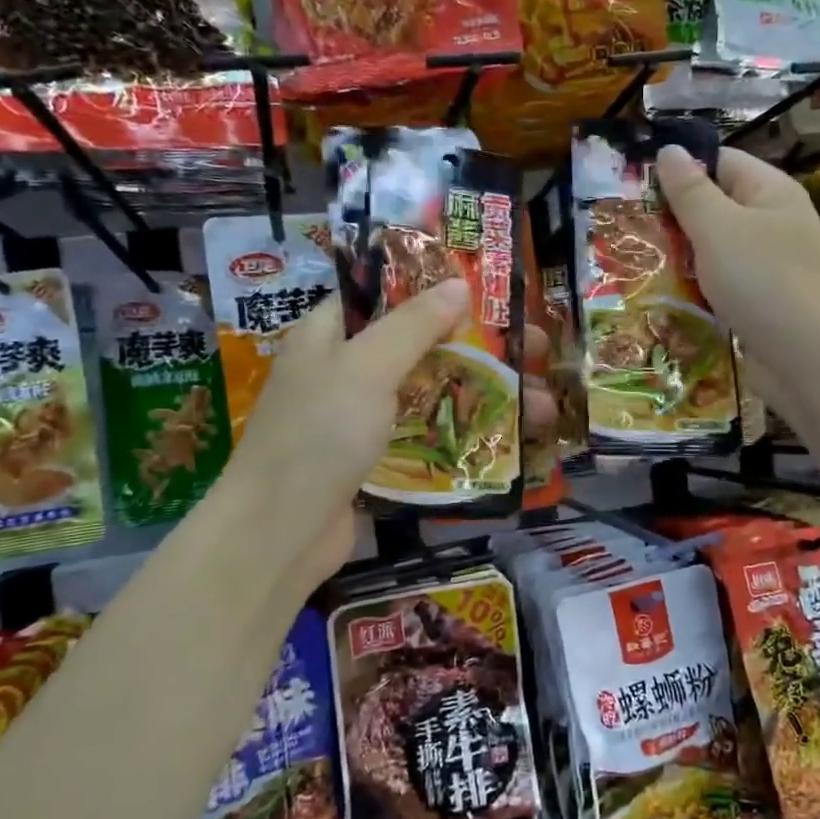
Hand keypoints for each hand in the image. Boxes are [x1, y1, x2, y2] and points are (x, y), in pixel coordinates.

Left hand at [216, 280, 556, 597]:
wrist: (279, 534)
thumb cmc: (319, 434)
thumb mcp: (367, 367)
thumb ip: (414, 325)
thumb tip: (459, 284)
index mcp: (329, 333)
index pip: (385, 294)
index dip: (437, 288)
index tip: (490, 291)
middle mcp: (343, 368)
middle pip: (419, 344)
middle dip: (477, 347)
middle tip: (535, 347)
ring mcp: (357, 416)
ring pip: (428, 390)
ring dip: (480, 393)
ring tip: (540, 404)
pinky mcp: (372, 457)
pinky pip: (423, 431)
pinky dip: (460, 429)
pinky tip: (504, 436)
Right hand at [654, 144, 819, 375]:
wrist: (809, 359)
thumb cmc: (763, 280)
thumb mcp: (718, 227)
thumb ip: (690, 190)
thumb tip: (669, 150)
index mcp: (771, 192)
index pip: (722, 161)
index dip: (682, 168)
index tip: (637, 186)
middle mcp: (776, 223)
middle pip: (718, 206)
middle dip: (677, 218)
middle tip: (631, 229)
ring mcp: (773, 266)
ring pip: (718, 250)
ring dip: (685, 257)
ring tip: (641, 263)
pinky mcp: (765, 303)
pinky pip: (725, 285)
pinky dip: (700, 288)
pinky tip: (671, 298)